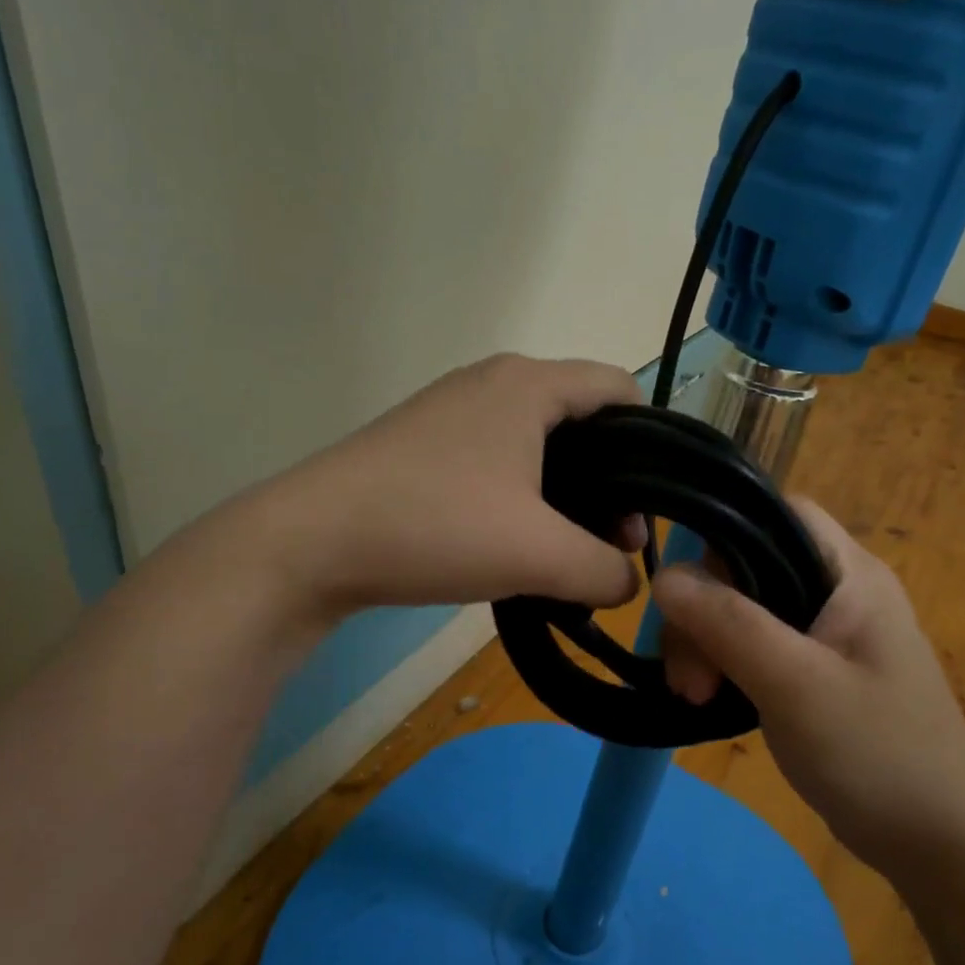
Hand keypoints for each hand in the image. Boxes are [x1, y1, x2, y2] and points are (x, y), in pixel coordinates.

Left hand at [267, 353, 647, 616]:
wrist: (310, 541)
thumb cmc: (435, 527)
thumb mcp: (538, 555)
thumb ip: (604, 571)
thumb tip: (626, 583)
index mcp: (530, 384)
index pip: (619, 387)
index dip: (651, 441)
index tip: (653, 501)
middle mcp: (493, 381)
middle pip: (581, 418)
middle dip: (609, 478)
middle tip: (612, 542)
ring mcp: (453, 409)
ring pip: (538, 441)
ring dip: (564, 492)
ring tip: (565, 551)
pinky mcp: (424, 442)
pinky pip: (497, 457)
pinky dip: (522, 494)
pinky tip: (512, 542)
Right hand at [653, 499, 964, 877]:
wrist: (942, 847)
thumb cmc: (879, 754)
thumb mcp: (795, 684)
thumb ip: (728, 623)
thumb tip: (664, 577)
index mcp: (849, 573)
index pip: (777, 513)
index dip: (725, 533)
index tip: (689, 592)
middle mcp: (838, 590)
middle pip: (749, 565)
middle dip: (706, 611)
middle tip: (690, 677)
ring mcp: (828, 633)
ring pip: (745, 609)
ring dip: (709, 644)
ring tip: (696, 698)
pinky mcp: (816, 671)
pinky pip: (756, 645)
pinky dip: (726, 665)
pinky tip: (711, 700)